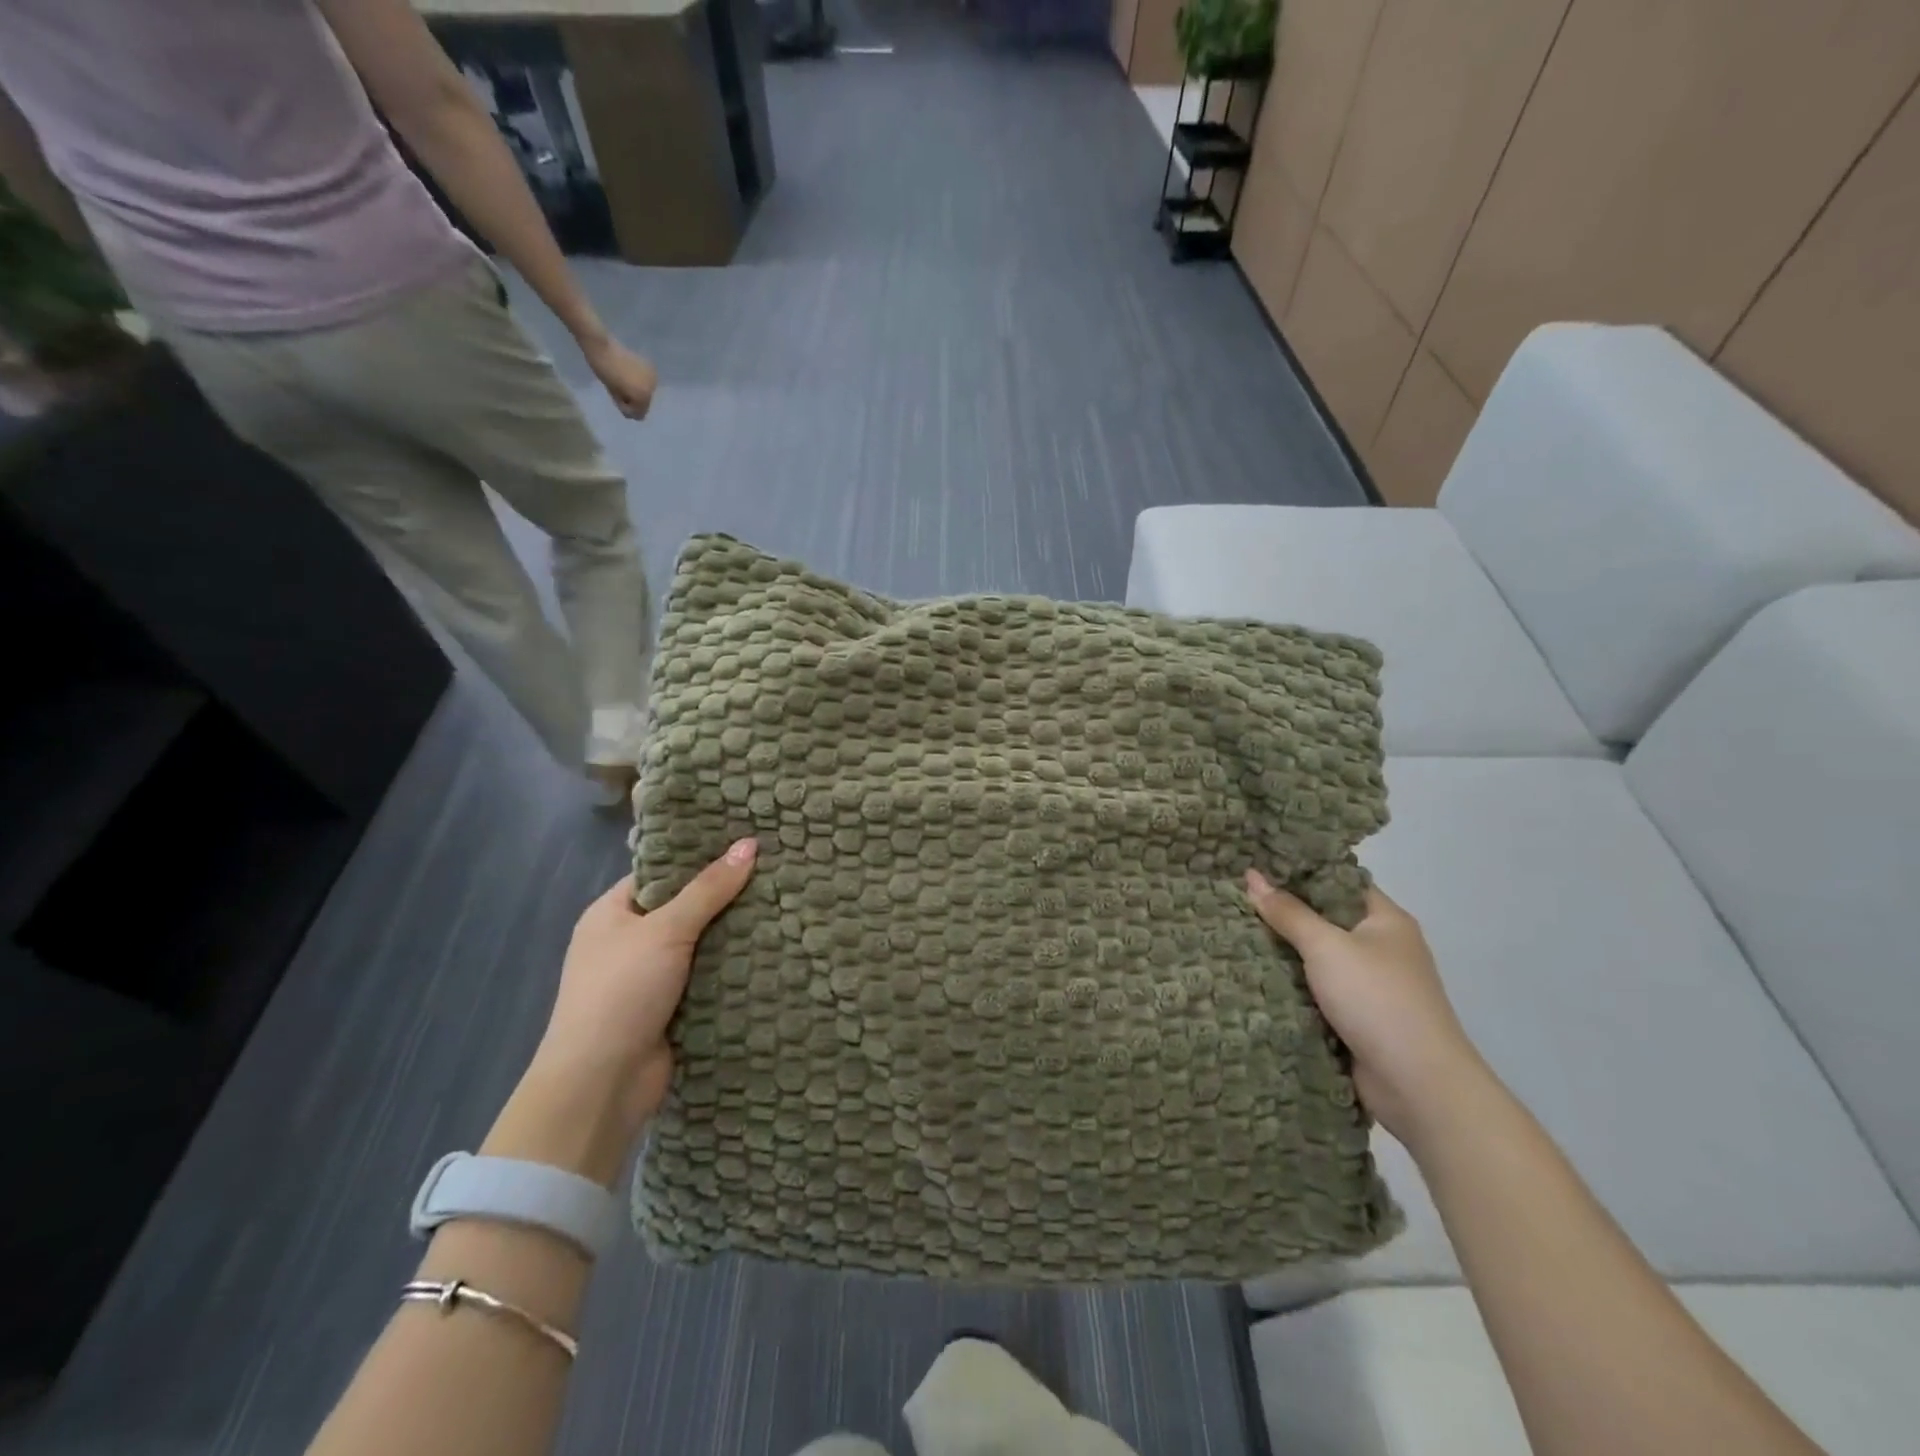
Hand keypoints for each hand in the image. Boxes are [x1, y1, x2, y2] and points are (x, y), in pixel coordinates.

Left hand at [522, 839, 756, 1148]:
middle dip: (726, 897)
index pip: (661, 873)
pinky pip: (708, 977)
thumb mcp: (665, 929)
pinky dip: (734, 969)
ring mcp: (650, 978)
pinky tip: (774, 949)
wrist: (602, 1083)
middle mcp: (628, 942)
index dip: (699, 858)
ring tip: (785, 904)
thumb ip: (709, 889)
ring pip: (701, 945)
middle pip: (685, 908)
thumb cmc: (622, 991)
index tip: (745, 843)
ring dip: (735, 934)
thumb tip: (750, 843)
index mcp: (611, 914)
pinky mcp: (672, 1008)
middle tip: (776, 872)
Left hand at [581, 335, 656, 418]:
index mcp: (643, 395)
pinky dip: (638, 381)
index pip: (640, 413)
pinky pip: (646, 382)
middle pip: (645, 403)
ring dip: (636, 390)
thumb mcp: (614, 393)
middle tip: (619, 389)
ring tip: (623, 380)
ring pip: (646, 392)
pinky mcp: (649, 366)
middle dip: (633, 399)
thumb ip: (626, 405)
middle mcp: (652, 388)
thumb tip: (633, 412)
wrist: (602, 345)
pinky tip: (629, 374)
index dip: (628, 408)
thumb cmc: (604, 370)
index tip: (617, 398)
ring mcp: (652, 376)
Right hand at [1245, 871, 1487, 1148]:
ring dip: (1283, 952)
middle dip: (1283, 913)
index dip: (1300, 871)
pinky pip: (1316, 991)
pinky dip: (1290, 985)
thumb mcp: (1326, 946)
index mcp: (1386, 920)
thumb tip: (1252, 875)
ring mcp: (1371, 986)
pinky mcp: (1357, 1018)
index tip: (1257, 865)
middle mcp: (1381, 947)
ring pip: (1317, 958)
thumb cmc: (1376, 999)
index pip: (1339, 881)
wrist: (1417, 1084)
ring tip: (1232, 930)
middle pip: (1325, 919)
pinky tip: (1252, 974)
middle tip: (1234, 897)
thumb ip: (1288, 912)